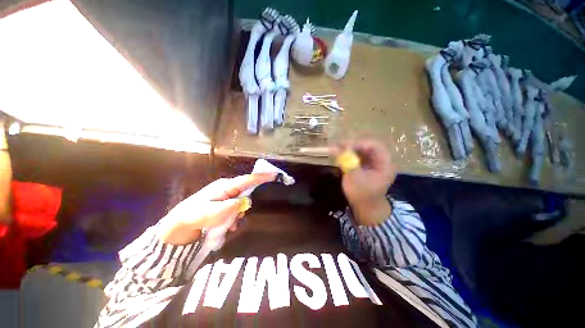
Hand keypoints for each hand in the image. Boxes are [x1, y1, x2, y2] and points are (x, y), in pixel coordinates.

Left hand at [157, 173, 276, 244]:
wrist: (178, 226)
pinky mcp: (223, 203)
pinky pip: (235, 208)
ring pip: (241, 202)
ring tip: (227, 225)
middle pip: (246, 192)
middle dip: (244, 205)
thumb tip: (246, 202)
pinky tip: (227, 225)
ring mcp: (225, 195)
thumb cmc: (194, 217)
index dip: (261, 177)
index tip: (274, 174)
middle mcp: (226, 188)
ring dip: (238, 214)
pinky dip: (234, 217)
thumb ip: (231, 207)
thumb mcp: (212, 213)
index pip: (247, 179)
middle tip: (235, 219)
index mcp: (225, 186)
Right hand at [332, 139, 395, 225]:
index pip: (374, 146)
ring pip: (361, 149)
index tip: (345, 146)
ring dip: (349, 149)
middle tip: (338, 146)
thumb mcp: (354, 178)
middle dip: (352, 145)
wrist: (366, 207)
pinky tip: (340, 155)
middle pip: (367, 146)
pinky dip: (349, 154)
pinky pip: (358, 155)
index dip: (360, 143)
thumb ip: (346, 161)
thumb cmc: (362, 195)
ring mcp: (373, 162)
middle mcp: (381, 160)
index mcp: (384, 163)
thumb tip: (335, 147)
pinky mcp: (366, 164)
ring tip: (336, 149)